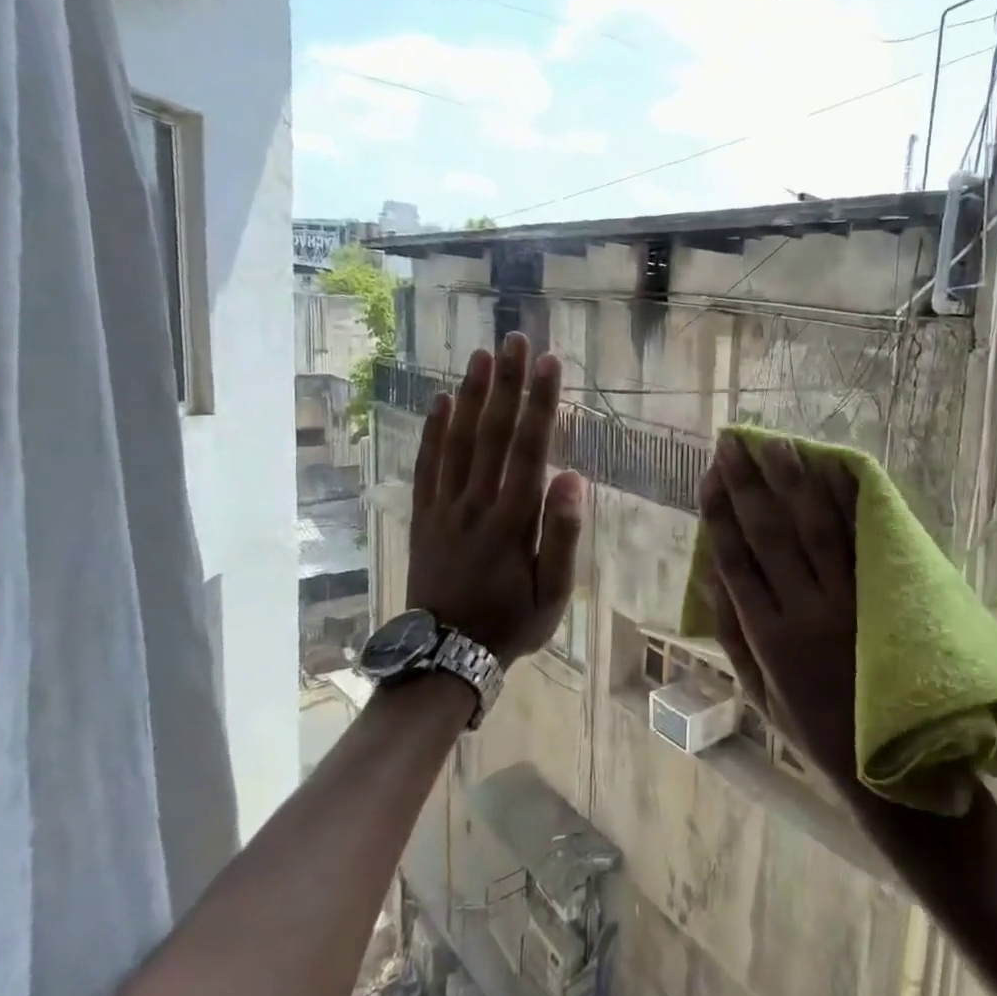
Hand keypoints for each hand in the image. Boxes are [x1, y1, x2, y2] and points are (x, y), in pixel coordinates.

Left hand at [408, 334, 583, 665]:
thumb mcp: (552, 594)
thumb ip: (564, 536)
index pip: (529, 448)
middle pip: (492, 433)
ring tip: (481, 355)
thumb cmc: (510, 623)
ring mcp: (444, 507)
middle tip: (515, 339)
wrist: (444, 656)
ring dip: (470, 395)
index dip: (540, 402)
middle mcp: (476, 503)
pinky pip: (426, 465)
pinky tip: (440, 401)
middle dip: (507, 383)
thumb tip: (574, 479)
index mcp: (513, 520)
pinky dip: (432, 430)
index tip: (550, 362)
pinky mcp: (423, 515)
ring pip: (457, 441)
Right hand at [698, 435, 858, 788]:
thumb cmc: (809, 725)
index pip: (736, 558)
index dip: (720, 512)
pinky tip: (834, 472)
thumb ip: (730, 631)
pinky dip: (848, 506)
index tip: (709, 474)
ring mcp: (848, 601)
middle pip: (771, 534)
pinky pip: (862, 545)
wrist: (890, 760)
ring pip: (817, 530)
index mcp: (768, 635)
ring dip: (796, 483)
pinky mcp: (881, 599)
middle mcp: (805, 609)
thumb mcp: (756, 690)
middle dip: (750, 484)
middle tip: (735, 443)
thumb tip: (709, 570)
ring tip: (779, 444)